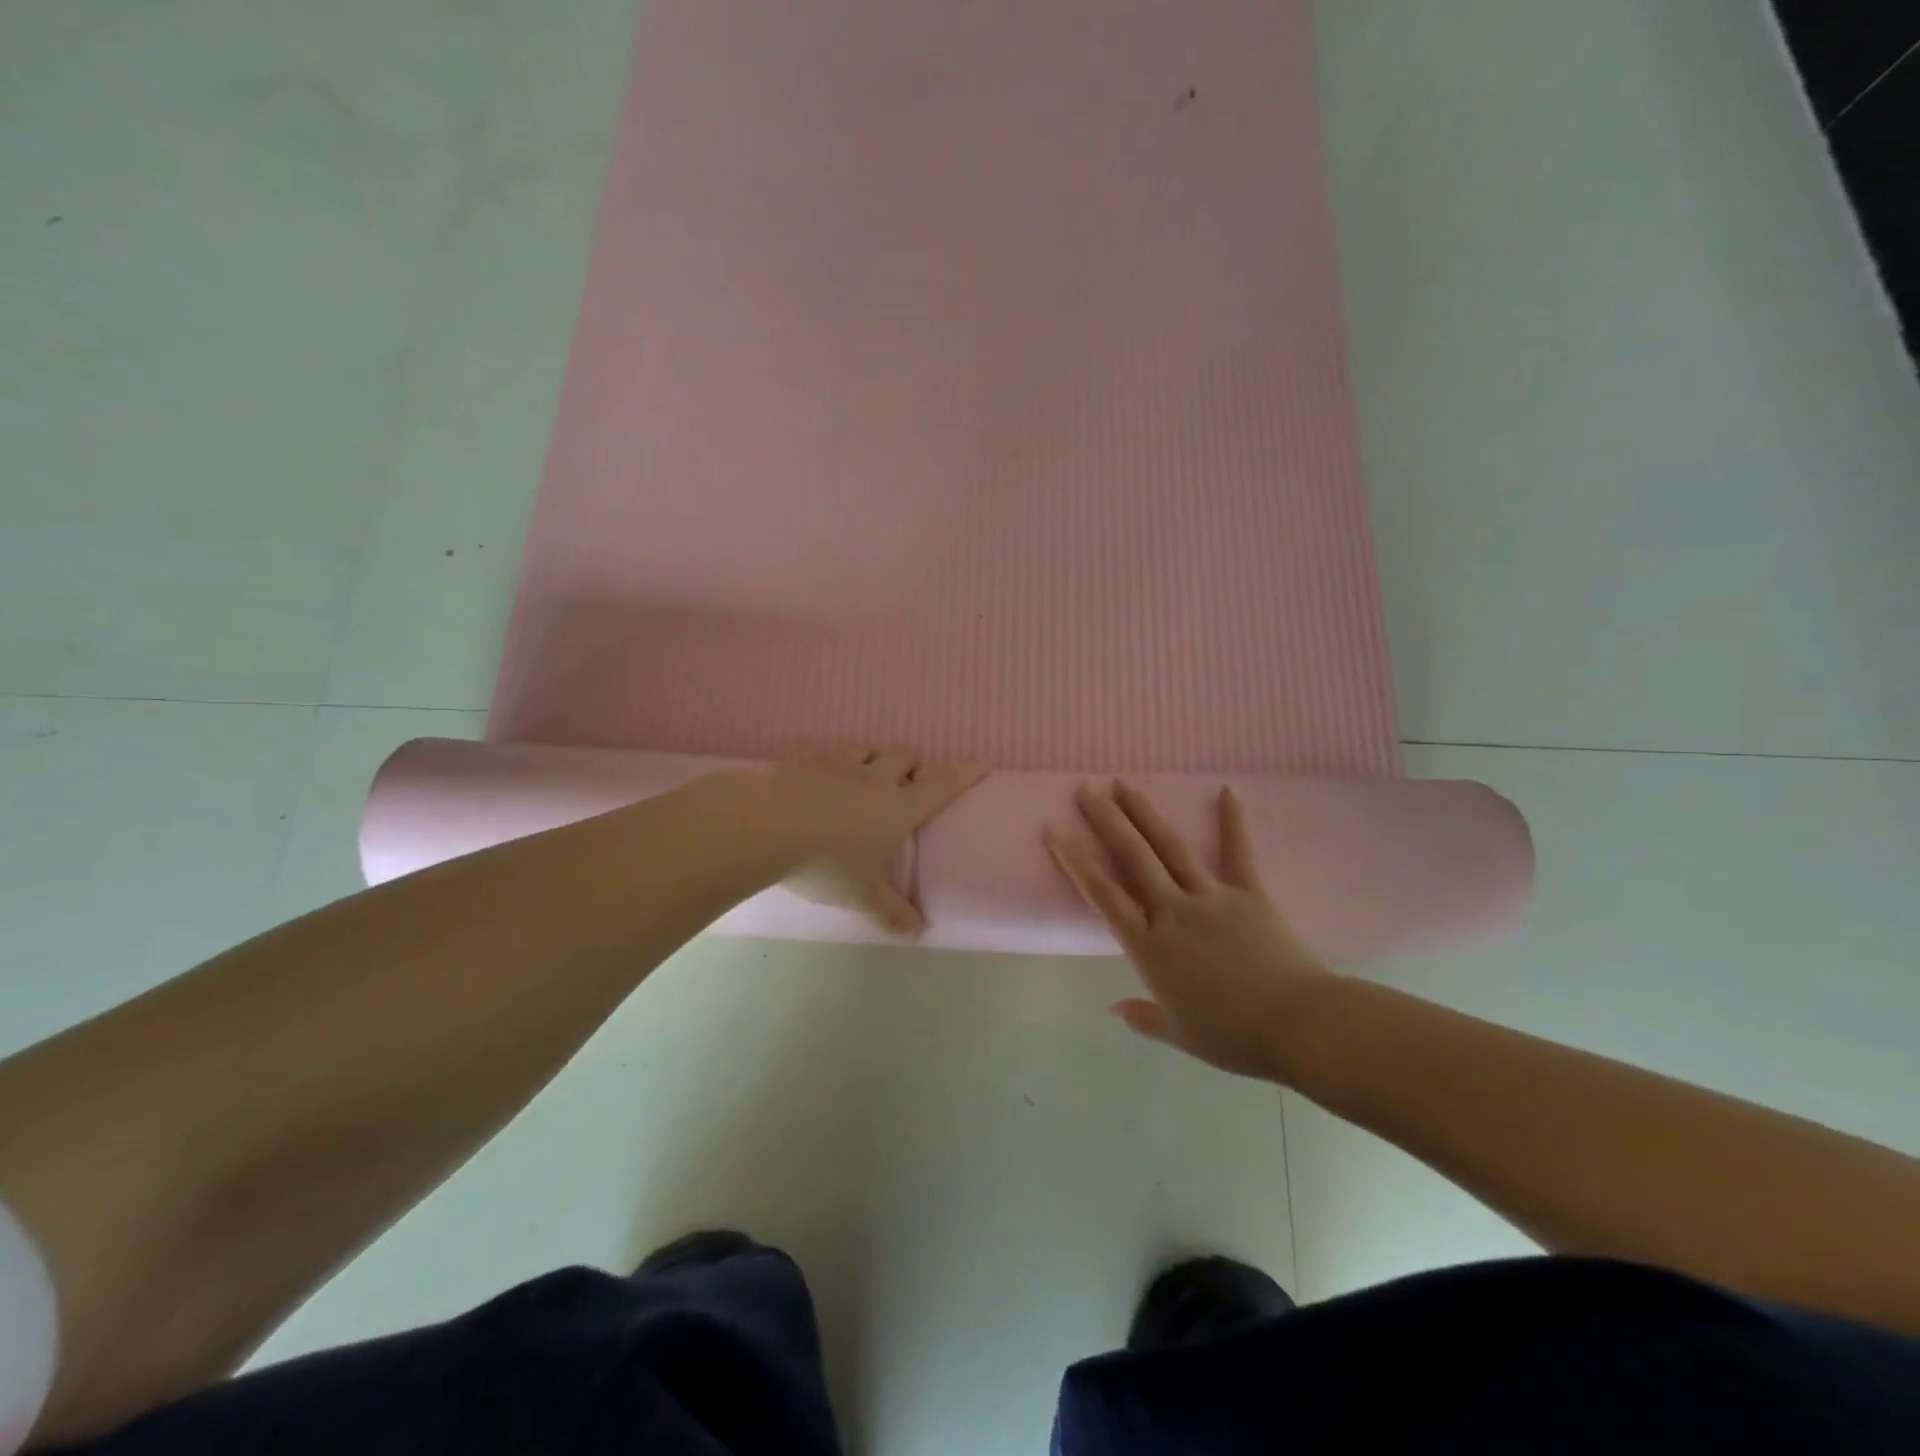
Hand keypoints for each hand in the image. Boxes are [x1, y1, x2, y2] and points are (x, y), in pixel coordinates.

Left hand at [758, 747, 988, 934]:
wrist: (764, 828)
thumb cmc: (825, 863)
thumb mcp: (862, 895)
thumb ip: (891, 911)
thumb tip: (919, 932)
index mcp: (898, 807)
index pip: (941, 785)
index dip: (964, 773)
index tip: (981, 763)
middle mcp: (874, 778)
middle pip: (905, 756)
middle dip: (913, 764)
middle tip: (909, 781)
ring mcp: (838, 765)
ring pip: (867, 748)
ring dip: (875, 756)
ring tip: (869, 773)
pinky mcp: (805, 760)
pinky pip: (827, 752)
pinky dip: (834, 761)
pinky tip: (822, 776)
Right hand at [1046, 780, 1335, 1080]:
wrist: (1299, 1026)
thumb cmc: (1234, 1036)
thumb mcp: (1181, 1035)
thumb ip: (1145, 1018)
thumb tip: (1114, 1009)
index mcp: (1150, 947)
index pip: (1104, 896)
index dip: (1077, 862)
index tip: (1057, 831)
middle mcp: (1174, 912)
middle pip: (1133, 858)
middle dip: (1106, 821)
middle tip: (1086, 789)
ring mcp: (1212, 897)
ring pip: (1171, 847)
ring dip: (1145, 813)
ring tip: (1124, 784)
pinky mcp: (1250, 893)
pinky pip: (1239, 852)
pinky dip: (1233, 821)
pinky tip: (1228, 789)